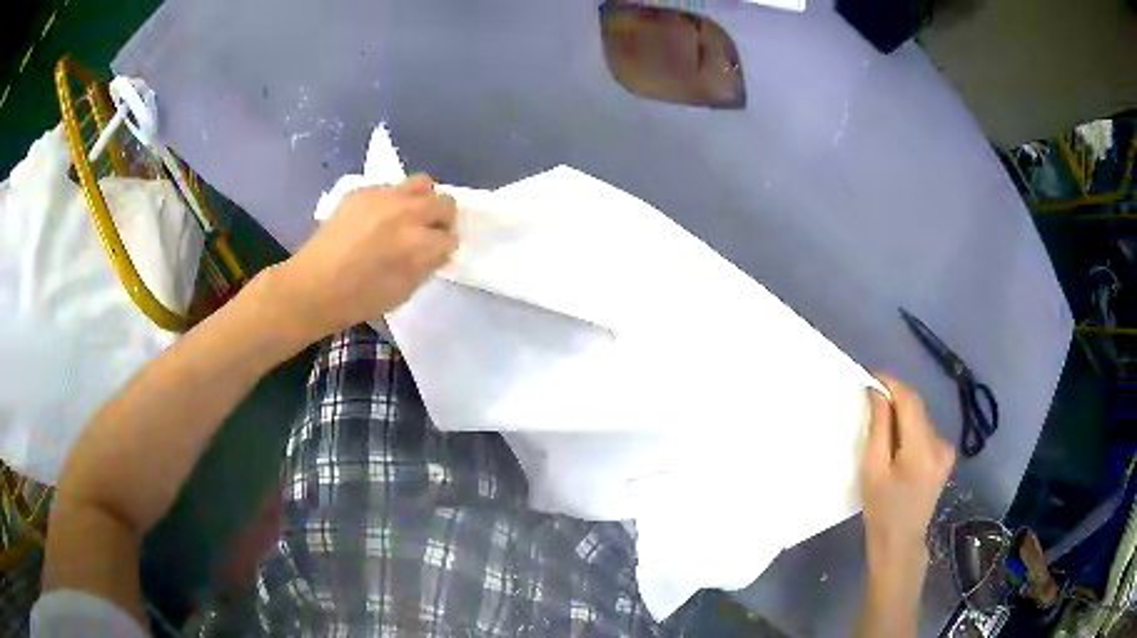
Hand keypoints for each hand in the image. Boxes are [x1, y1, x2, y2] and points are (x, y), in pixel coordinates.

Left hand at [271, 175, 457, 339]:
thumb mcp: (404, 291)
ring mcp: (384, 196)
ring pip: (422, 183)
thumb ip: (426, 264)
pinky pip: (390, 187)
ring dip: (422, 200)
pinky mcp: (363, 190)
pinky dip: (391, 201)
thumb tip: (434, 250)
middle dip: (442, 219)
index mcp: (419, 244)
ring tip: (406, 216)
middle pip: (445, 203)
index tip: (434, 255)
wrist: (314, 286)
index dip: (444, 248)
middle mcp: (407, 213)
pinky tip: (374, 219)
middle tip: (427, 233)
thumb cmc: (359, 299)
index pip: (451, 238)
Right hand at [857, 375, 955, 636]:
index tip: (872, 377)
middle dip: (895, 401)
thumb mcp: (873, 470)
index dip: (892, 385)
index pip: (910, 401)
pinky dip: (911, 430)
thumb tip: (878, 393)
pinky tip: (898, 445)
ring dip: (903, 416)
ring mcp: (945, 450)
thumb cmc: (881, 510)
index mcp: (922, 449)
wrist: (900, 542)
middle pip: (917, 409)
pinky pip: (926, 432)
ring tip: (882, 426)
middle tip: (871, 400)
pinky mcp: (945, 457)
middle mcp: (940, 443)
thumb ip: (879, 428)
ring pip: (921, 420)